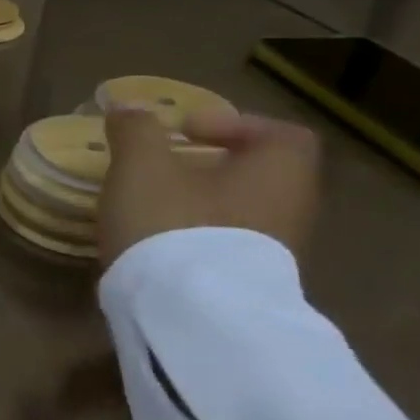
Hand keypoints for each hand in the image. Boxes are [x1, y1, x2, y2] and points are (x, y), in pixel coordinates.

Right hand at [98, 108, 320, 266]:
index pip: (280, 135)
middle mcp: (291, 210)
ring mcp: (275, 255)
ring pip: (238, 213)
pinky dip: (193, 238)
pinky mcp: (247, 287)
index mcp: (280, 172)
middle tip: (160, 167)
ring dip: (197, 204)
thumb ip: (136, 130)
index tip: (185, 132)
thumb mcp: (141, 164)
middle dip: (208, 167)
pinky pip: (224, 247)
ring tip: (147, 205)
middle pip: (256, 176)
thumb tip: (128, 107)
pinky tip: (153, 242)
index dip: (234, 124)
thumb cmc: (173, 221)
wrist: (189, 312)